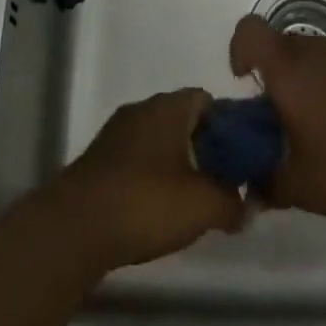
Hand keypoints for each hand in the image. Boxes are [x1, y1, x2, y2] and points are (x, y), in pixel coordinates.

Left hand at [48, 89, 244, 272]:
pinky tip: (158, 209)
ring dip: (178, 163)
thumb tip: (248, 205)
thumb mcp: (202, 205)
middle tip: (221, 182)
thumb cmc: (146, 201)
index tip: (240, 157)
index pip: (206, 99)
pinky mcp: (101, 158)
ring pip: (159, 139)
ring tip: (193, 201)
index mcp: (168, 106)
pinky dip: (153, 175)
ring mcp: (118, 132)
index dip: (228, 125)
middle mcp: (143, 108)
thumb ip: (232, 202)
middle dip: (204, 147)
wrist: (76, 225)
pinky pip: (138, 157)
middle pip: (183, 119)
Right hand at [229, 13, 325, 228]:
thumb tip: (251, 189)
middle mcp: (317, 51)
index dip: (239, 48)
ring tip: (317, 128)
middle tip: (281, 118)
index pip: (250, 30)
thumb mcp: (301, 188)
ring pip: (312, 54)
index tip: (245, 81)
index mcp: (291, 69)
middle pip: (280, 44)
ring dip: (304, 80)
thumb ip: (268, 184)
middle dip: (273, 74)